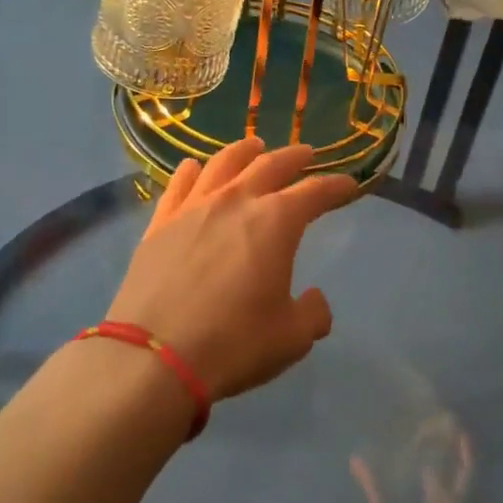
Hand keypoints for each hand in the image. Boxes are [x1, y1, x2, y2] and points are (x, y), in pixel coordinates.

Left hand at [106, 138, 359, 400]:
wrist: (154, 356)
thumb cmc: (234, 343)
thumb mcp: (291, 338)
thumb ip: (312, 313)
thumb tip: (315, 300)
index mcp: (276, 221)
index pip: (315, 192)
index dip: (335, 187)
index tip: (349, 185)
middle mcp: (236, 201)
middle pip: (269, 165)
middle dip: (293, 157)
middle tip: (306, 153)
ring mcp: (194, 208)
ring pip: (223, 164)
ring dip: (244, 152)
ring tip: (253, 147)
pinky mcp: (160, 223)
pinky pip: (178, 184)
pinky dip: (191, 171)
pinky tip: (193, 167)